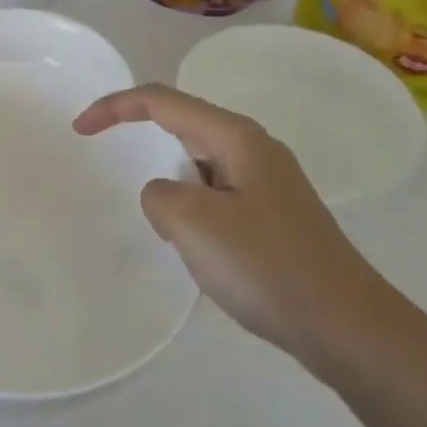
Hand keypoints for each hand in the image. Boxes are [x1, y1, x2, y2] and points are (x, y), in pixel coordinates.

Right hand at [73, 84, 409, 379]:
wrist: (346, 325)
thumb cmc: (267, 266)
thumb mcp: (194, 224)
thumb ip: (159, 195)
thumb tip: (164, 195)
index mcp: (236, 138)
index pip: (162, 101)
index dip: (115, 107)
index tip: (80, 130)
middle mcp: (254, 149)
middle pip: (182, 124)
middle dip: (141, 139)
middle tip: (109, 165)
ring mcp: (267, 182)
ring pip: (198, 164)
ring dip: (169, 183)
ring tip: (163, 225)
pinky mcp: (272, 214)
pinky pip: (215, 194)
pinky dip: (190, 208)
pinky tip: (194, 245)